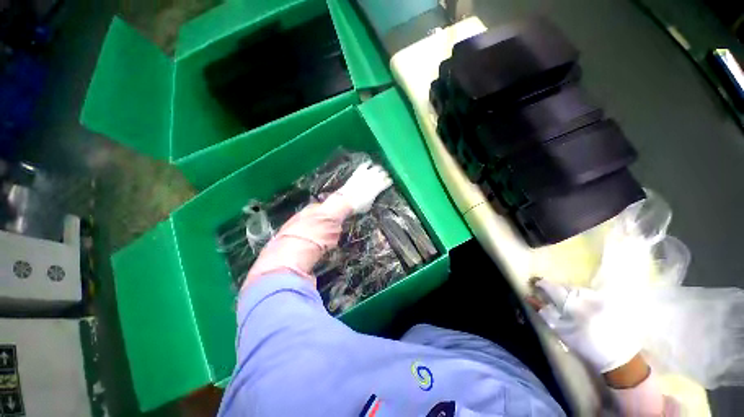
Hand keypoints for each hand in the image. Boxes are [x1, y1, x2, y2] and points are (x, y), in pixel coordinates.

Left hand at [337, 162, 392, 213]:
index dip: (389, 182)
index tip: (388, 183)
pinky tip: (369, 164)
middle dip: (385, 175)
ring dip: (378, 168)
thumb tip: (373, 196)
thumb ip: (374, 198)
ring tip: (378, 170)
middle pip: (384, 173)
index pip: (388, 181)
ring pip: (377, 167)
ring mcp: (367, 174)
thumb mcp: (370, 205)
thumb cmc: (359, 206)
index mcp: (379, 187)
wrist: (346, 201)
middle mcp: (375, 179)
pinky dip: (368, 163)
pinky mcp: (359, 171)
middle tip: (384, 176)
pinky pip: (365, 164)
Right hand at [529, 279, 642, 373]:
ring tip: (567, 304)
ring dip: (568, 293)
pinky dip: (581, 296)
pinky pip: (588, 292)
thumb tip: (529, 298)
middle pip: (564, 286)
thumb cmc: (585, 345)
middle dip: (555, 289)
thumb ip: (545, 312)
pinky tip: (582, 306)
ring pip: (576, 288)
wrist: (619, 357)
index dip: (541, 284)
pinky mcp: (608, 300)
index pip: (551, 286)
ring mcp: (598, 296)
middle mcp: (585, 295)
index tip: (534, 283)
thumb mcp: (561, 331)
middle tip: (550, 297)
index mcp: (571, 303)